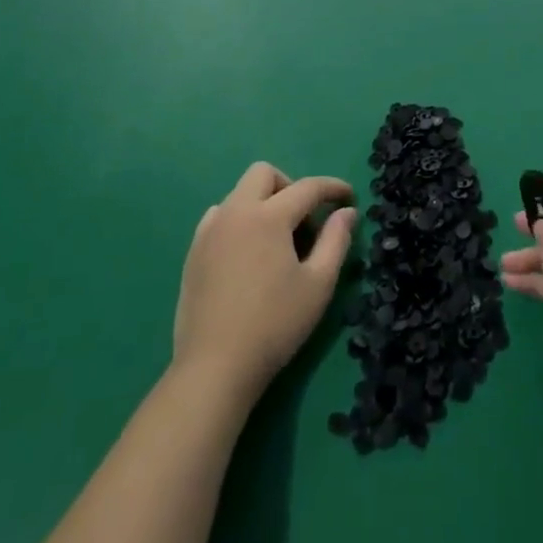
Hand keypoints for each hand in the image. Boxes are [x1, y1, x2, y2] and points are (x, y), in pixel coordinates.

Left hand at [172, 162, 356, 401]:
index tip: (349, 198)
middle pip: (264, 174)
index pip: (307, 187)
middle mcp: (236, 212)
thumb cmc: (274, 325)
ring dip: (263, 203)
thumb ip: (336, 241)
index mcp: (268, 216)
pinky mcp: (193, 252)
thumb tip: (347, 212)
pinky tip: (249, 254)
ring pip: (239, 194)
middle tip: (305, 219)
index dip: (333, 188)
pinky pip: (220, 217)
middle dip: (290, 186)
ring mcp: (209, 231)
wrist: (214, 368)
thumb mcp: (318, 284)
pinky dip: (240, 221)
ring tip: (277, 242)